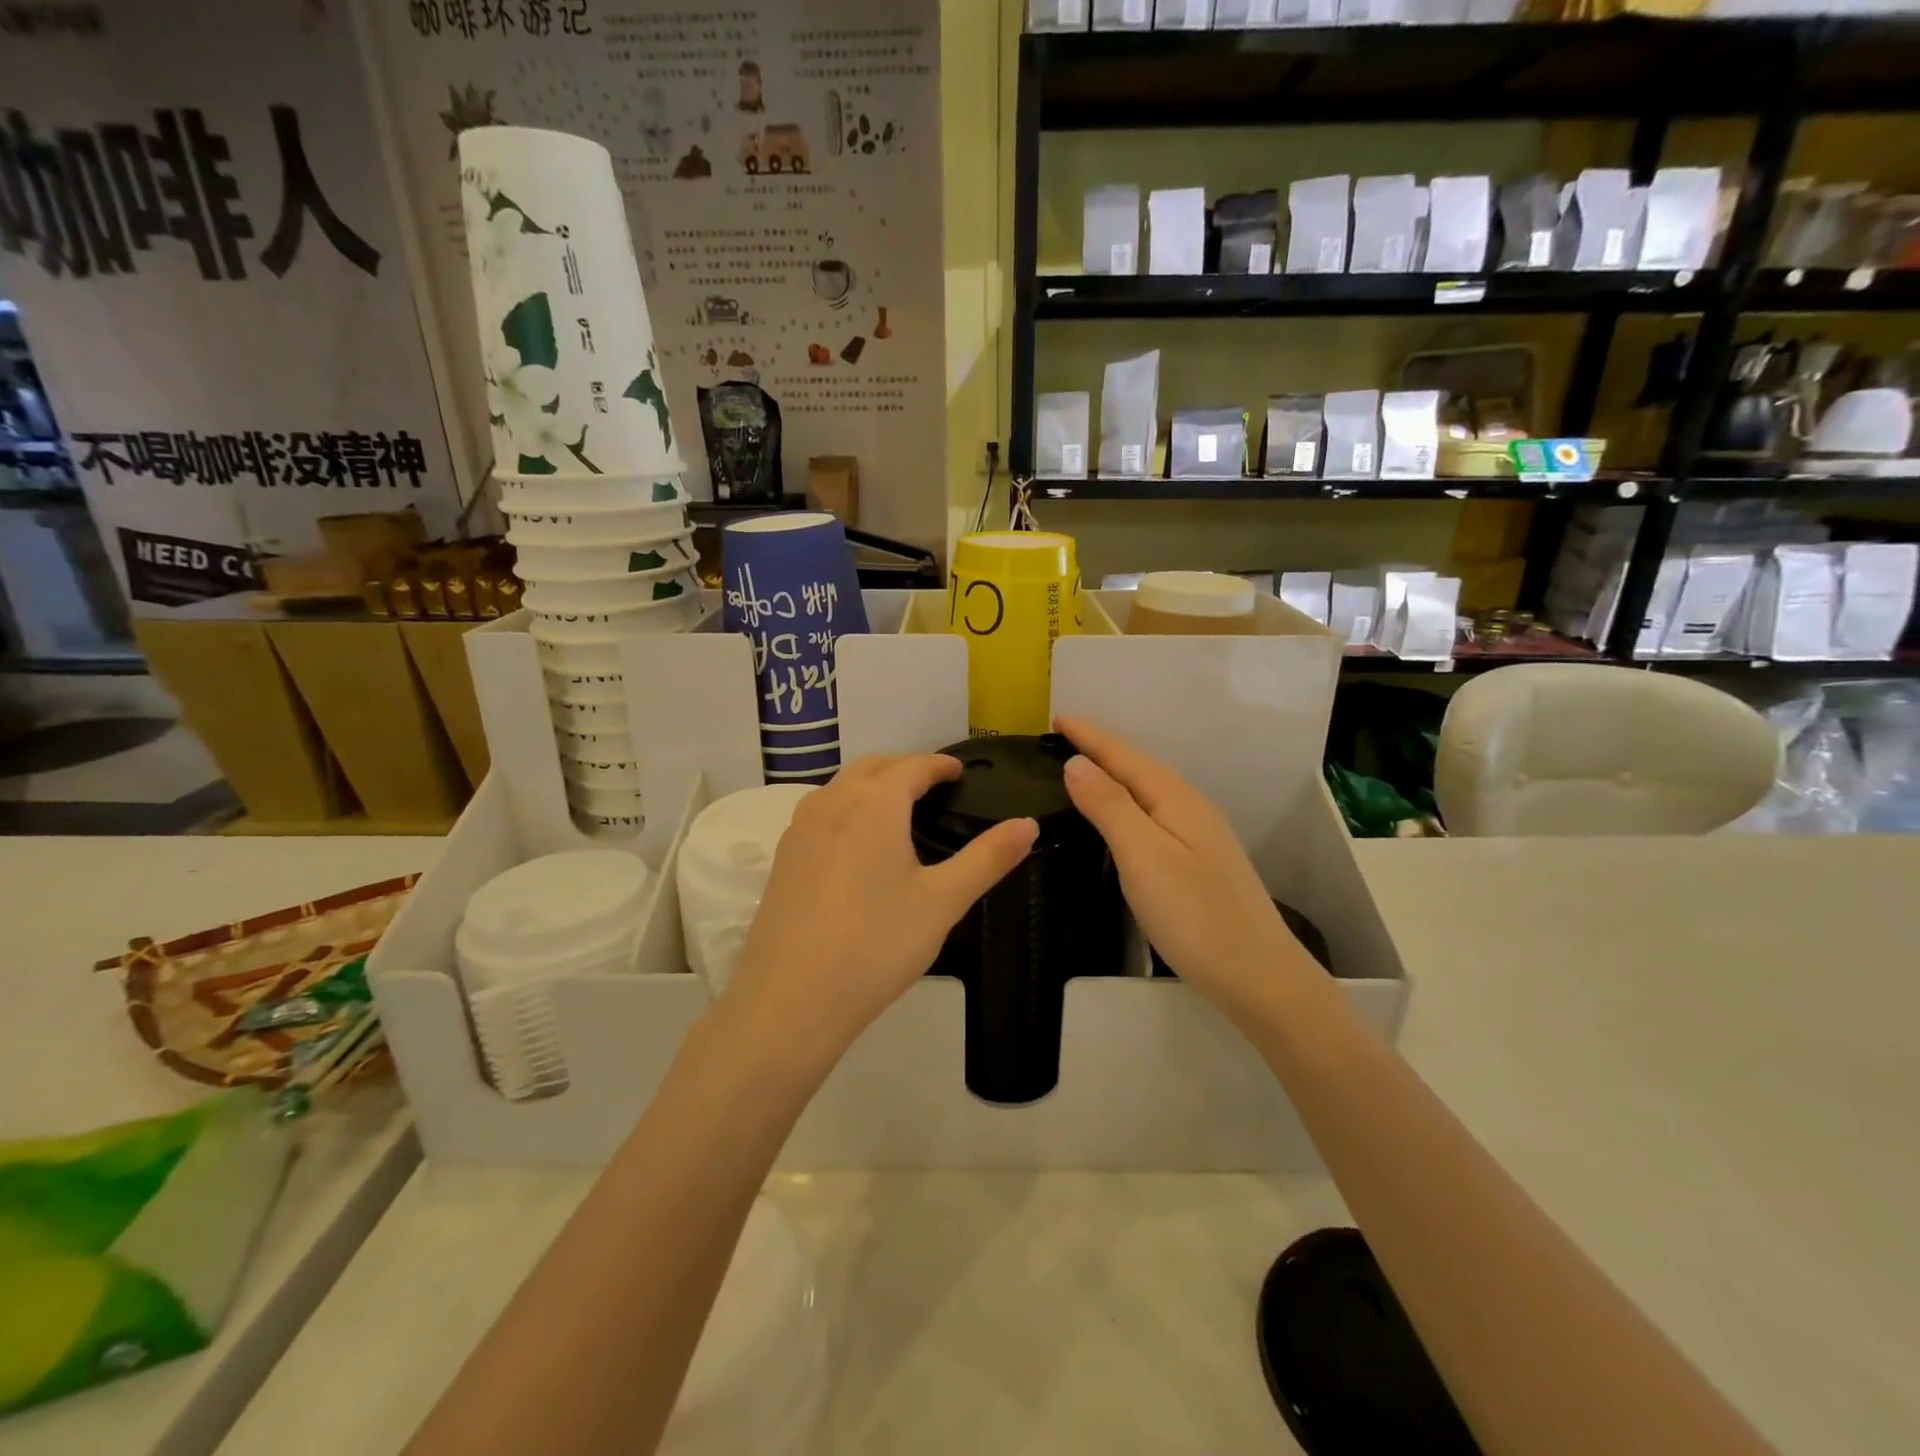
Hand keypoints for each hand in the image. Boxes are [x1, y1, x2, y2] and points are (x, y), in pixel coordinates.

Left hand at [722, 754, 1038, 1071]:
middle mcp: (832, 802)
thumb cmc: (877, 944)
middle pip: (873, 767)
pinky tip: (857, 844)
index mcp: (874, 803)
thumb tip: (1029, 824)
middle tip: (934, 786)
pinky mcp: (782, 857)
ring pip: (841, 787)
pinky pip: (821, 813)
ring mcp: (800, 828)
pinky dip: (846, 809)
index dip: (940, 765)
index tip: (960, 772)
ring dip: (872, 785)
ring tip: (898, 810)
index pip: (913, 766)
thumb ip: (988, 858)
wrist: (790, 999)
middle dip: (905, 768)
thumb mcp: (943, 901)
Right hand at [1056, 715, 1313, 1013]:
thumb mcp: (1144, 857)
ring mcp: (1199, 836)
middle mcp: (1190, 808)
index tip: (1055, 717)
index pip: (1125, 755)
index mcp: (1176, 799)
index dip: (1090, 735)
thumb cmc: (1195, 917)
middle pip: (1139, 767)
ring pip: (1147, 790)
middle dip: (1101, 748)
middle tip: (1061, 738)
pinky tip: (1118, 816)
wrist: (1259, 978)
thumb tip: (1077, 763)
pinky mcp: (1198, 861)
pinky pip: (1153, 814)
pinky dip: (1126, 802)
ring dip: (1113, 774)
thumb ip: (1110, 807)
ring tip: (1081, 768)